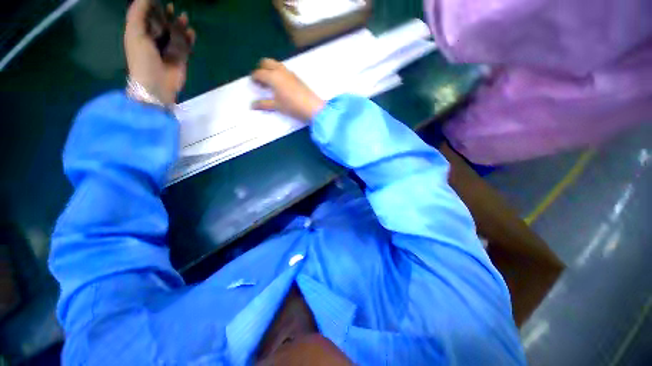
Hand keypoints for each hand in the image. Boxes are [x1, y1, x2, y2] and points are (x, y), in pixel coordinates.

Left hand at [124, 0, 195, 104]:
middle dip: (167, 15)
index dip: (152, 6)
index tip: (159, 0)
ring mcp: (169, 49)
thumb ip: (138, 12)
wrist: (156, 84)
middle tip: (172, 7)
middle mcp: (155, 39)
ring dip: (180, 25)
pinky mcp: (181, 58)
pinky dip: (189, 38)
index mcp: (141, 32)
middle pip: (163, 23)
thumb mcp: (135, 32)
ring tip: (184, 17)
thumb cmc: (142, 58)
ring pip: (176, 33)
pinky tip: (191, 32)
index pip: (148, 16)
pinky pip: (187, 45)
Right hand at [252, 59, 324, 121]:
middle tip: (261, 81)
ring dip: (270, 70)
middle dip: (261, 69)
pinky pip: (283, 70)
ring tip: (270, 83)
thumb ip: (264, 104)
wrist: (311, 107)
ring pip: (276, 64)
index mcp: (273, 76)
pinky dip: (278, 72)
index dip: (254, 78)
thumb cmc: (292, 106)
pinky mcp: (296, 77)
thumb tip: (251, 105)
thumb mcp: (277, 106)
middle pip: (266, 62)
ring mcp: (289, 72)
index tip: (253, 83)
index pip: (259, 73)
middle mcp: (280, 70)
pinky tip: (281, 85)